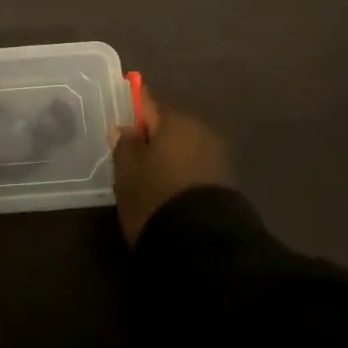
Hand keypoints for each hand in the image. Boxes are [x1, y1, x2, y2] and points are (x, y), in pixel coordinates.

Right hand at [111, 89, 234, 244]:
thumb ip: (125, 144)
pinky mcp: (227, 183)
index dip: (133, 111)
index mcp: (175, 120)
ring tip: (149, 178)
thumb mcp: (127, 170)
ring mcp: (218, 157)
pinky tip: (168, 191)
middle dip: (152, 138)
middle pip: (169, 127)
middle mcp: (201, 131)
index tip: (121, 122)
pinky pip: (195, 168)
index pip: (148, 103)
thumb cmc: (155, 196)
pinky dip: (182, 174)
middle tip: (131, 157)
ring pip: (184, 148)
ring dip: (168, 157)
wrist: (203, 243)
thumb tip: (126, 128)